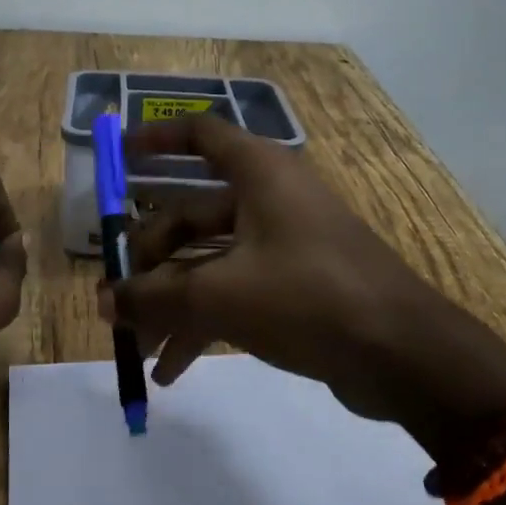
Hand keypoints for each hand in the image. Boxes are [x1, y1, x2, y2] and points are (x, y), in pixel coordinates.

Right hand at [100, 116, 505, 431]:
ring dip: (171, 302)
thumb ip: (155, 295)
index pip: (200, 135)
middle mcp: (269, 198)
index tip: (118, 158)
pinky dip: (202, 323)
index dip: (156, 140)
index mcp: (259, 173)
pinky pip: (234, 292)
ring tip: (138, 348)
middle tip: (118, 298)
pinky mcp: (294, 285)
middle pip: (191, 213)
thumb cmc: (308, 297)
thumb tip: (101, 300)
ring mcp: (283, 243)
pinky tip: (172, 369)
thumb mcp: (221, 294)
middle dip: (151, 259)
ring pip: (209, 261)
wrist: (404, 355)